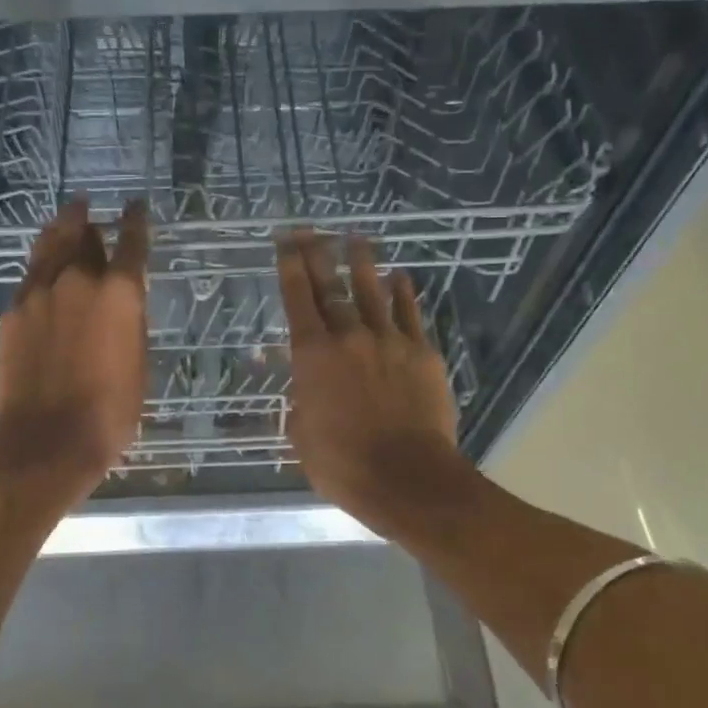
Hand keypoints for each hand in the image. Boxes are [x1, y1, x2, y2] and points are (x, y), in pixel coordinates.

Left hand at [0, 198, 149, 498]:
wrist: (45, 441)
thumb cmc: (108, 413)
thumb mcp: (136, 365)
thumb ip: (128, 324)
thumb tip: (119, 304)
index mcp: (118, 293)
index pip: (131, 243)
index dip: (135, 221)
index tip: (135, 206)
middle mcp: (77, 281)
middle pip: (83, 236)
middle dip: (90, 223)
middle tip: (90, 211)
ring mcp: (38, 293)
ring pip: (50, 246)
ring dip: (61, 229)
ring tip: (66, 217)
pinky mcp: (12, 313)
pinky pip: (30, 276)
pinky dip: (41, 266)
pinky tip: (43, 269)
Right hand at [277, 232, 464, 528]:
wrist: (407, 477)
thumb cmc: (343, 464)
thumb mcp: (301, 435)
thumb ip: (299, 401)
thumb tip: (298, 385)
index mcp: (312, 355)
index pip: (297, 299)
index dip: (289, 266)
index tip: (285, 242)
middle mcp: (348, 336)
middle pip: (331, 286)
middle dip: (317, 255)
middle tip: (310, 231)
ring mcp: (389, 341)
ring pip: (372, 291)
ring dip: (362, 263)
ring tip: (355, 239)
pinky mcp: (422, 353)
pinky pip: (410, 314)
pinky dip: (403, 293)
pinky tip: (400, 278)